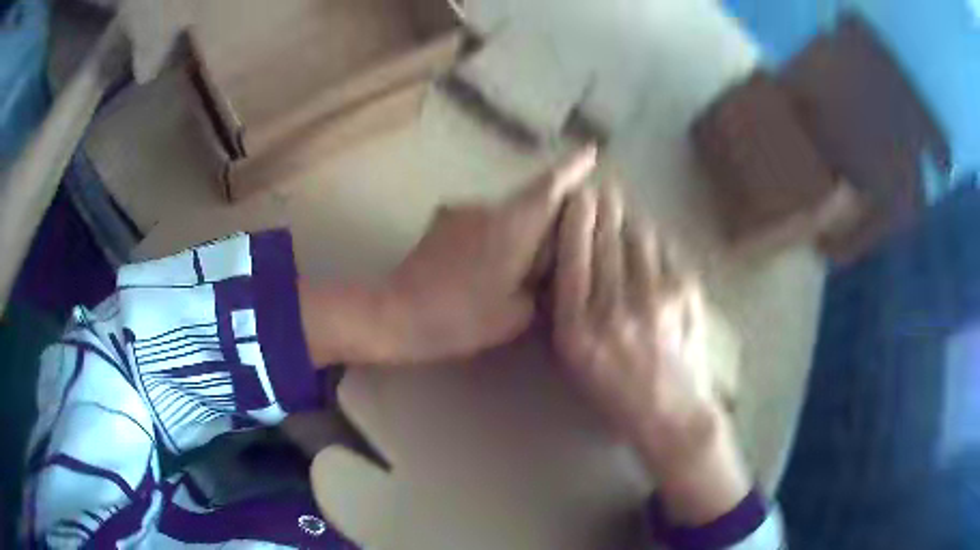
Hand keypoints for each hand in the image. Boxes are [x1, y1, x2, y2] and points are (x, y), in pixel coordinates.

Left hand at [299, 147, 596, 367]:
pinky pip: (481, 224)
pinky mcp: (440, 224)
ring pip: (504, 215)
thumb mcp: (515, 314)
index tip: (591, 149)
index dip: (573, 167)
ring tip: (519, 268)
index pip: (550, 186)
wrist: (396, 314)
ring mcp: (460, 213)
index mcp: (512, 226)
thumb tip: (547, 269)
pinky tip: (486, 269)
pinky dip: (494, 238)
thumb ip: (540, 285)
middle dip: (549, 215)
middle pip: (529, 201)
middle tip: (560, 244)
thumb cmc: (460, 317)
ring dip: (518, 231)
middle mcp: (487, 208)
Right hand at [550, 185, 750, 523]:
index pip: (574, 256)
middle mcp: (613, 308)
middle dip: (603, 206)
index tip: (577, 194)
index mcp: (578, 328)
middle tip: (602, 188)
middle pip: (606, 238)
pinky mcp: (685, 292)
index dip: (576, 218)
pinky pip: (664, 250)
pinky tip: (650, 243)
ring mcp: (653, 297)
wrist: (671, 411)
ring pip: (638, 237)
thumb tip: (576, 254)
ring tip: (624, 210)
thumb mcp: (576, 358)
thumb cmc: (616, 389)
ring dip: (630, 219)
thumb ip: (570, 308)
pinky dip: (654, 241)